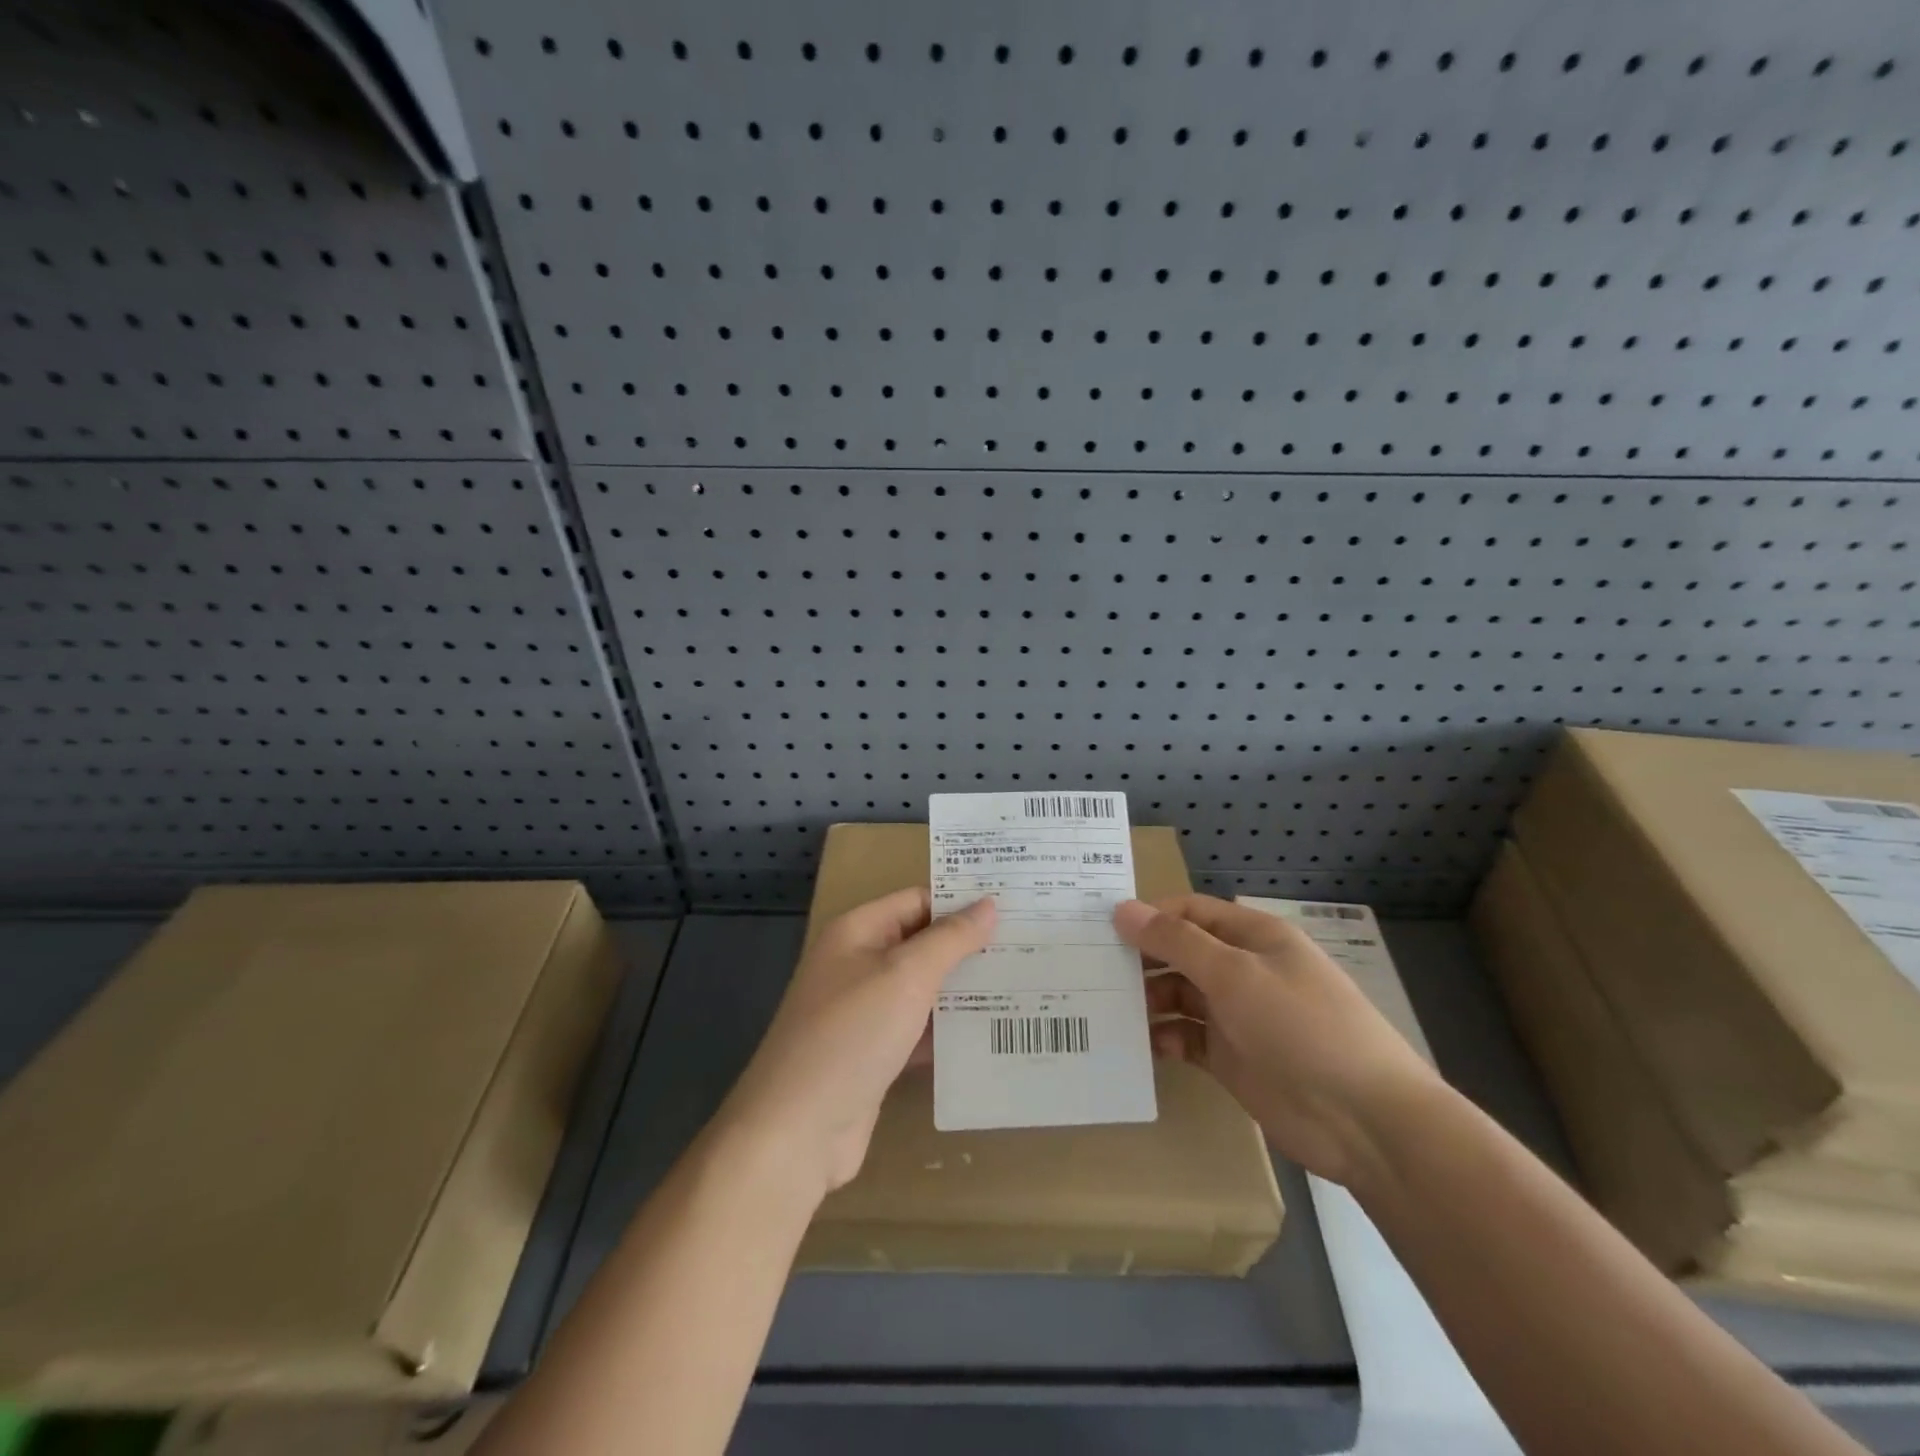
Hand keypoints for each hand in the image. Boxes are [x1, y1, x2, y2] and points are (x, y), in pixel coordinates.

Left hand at [721, 888, 995, 1200]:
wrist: (797, 1132)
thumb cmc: (851, 1035)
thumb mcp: (905, 976)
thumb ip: (950, 939)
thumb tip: (988, 904)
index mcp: (858, 932)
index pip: (918, 901)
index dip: (961, 902)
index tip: (1014, 907)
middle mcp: (858, 964)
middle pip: (922, 944)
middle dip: (970, 947)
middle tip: (1030, 947)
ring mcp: (865, 1012)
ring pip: (923, 989)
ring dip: (964, 990)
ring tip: (1024, 985)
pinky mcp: (874, 1054)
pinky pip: (919, 1030)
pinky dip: (948, 1030)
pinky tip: (991, 1033)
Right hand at [1116, 894, 1439, 1185]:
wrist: (1366, 1122)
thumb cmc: (1301, 1027)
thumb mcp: (1235, 974)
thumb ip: (1176, 941)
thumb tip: (1123, 909)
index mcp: (1252, 937)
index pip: (1190, 912)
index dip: (1149, 916)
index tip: (1102, 929)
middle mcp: (1243, 970)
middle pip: (1181, 953)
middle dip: (1142, 959)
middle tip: (1093, 971)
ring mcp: (1238, 1016)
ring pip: (1179, 996)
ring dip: (1148, 1001)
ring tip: (1110, 1010)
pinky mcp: (1232, 1059)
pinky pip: (1187, 1038)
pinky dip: (1164, 1038)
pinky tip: (1144, 1046)